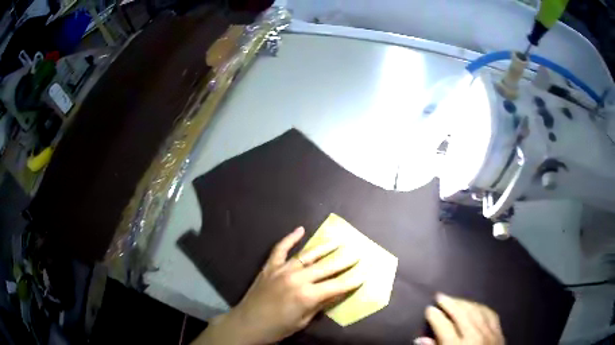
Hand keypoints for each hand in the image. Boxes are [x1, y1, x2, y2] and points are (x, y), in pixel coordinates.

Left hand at [194, 227, 362, 344]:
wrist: (247, 323)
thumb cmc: (278, 328)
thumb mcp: (303, 321)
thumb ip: (321, 304)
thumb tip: (338, 292)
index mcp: (307, 295)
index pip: (337, 285)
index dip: (352, 280)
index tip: (364, 273)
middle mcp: (297, 278)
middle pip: (326, 267)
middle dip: (344, 261)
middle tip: (357, 254)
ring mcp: (282, 270)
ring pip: (307, 255)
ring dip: (324, 248)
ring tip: (338, 241)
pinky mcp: (270, 266)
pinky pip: (280, 249)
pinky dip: (290, 238)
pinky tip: (301, 229)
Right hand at [415, 293, 503, 344]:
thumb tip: (420, 339)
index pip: (443, 326)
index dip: (434, 316)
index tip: (429, 309)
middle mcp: (473, 337)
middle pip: (460, 314)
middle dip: (448, 303)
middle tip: (440, 296)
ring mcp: (489, 332)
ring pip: (476, 310)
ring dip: (464, 302)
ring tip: (454, 299)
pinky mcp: (499, 332)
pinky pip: (490, 313)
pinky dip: (481, 307)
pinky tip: (474, 305)